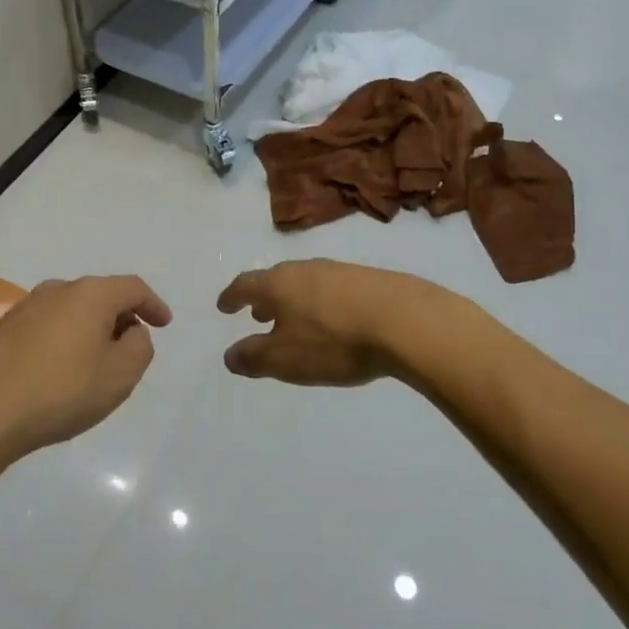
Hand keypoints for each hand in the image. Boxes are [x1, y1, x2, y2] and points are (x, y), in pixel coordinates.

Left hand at [0, 275, 171, 454]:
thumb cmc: (63, 390)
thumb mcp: (121, 374)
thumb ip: (140, 346)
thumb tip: (130, 331)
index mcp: (91, 294)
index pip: (133, 288)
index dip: (153, 304)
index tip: (164, 323)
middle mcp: (57, 289)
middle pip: (100, 296)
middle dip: (119, 318)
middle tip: (129, 348)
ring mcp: (25, 307)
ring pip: (70, 311)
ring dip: (88, 330)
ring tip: (93, 363)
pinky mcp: (2, 329)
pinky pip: (46, 327)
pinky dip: (62, 341)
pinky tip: (59, 370)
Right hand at [216, 260, 424, 386]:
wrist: (404, 320)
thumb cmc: (334, 341)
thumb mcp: (286, 359)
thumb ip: (254, 357)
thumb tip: (229, 355)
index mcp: (278, 284)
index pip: (245, 285)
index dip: (231, 297)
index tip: (223, 306)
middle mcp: (305, 269)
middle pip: (276, 280)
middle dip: (264, 298)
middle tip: (257, 314)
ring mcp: (338, 271)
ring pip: (305, 282)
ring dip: (293, 300)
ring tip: (294, 319)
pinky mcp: (368, 279)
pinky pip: (331, 288)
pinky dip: (320, 302)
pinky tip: (332, 319)